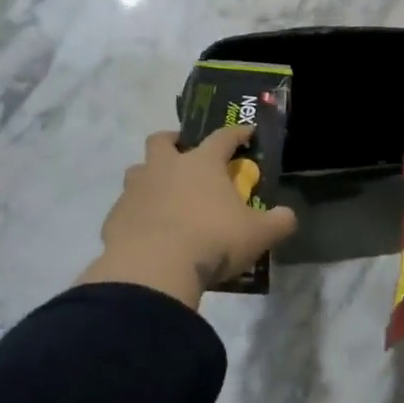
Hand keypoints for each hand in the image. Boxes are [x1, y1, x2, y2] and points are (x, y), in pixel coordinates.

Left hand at [77, 126, 298, 308]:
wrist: (153, 269)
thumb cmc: (212, 241)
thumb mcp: (258, 235)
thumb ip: (279, 222)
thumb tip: (288, 216)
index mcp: (202, 163)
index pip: (223, 137)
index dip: (237, 133)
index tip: (246, 133)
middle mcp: (165, 168)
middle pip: (162, 140)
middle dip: (173, 141)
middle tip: (185, 154)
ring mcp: (136, 190)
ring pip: (137, 170)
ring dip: (150, 176)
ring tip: (164, 195)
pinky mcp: (115, 217)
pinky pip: (126, 207)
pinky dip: (137, 213)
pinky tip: (148, 231)